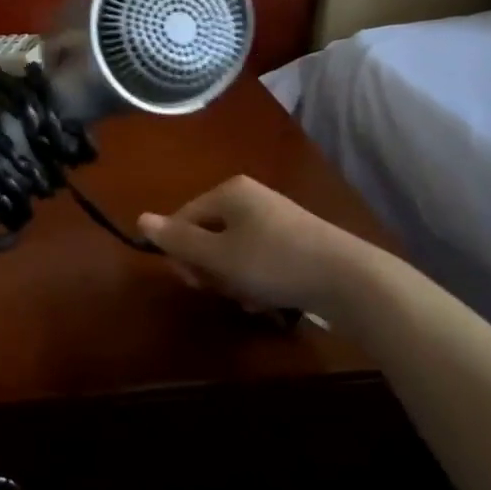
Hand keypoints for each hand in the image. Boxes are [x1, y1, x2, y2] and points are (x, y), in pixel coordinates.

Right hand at [137, 175, 369, 318]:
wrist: (349, 279)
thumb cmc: (273, 262)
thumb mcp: (217, 255)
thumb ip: (178, 240)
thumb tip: (140, 219)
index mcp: (229, 191)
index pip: (183, 218)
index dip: (180, 252)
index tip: (193, 282)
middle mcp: (250, 197)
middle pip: (208, 234)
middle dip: (210, 267)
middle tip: (222, 290)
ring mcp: (276, 218)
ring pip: (233, 251)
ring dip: (233, 278)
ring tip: (249, 298)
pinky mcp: (296, 240)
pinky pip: (258, 259)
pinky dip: (256, 279)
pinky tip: (267, 298)